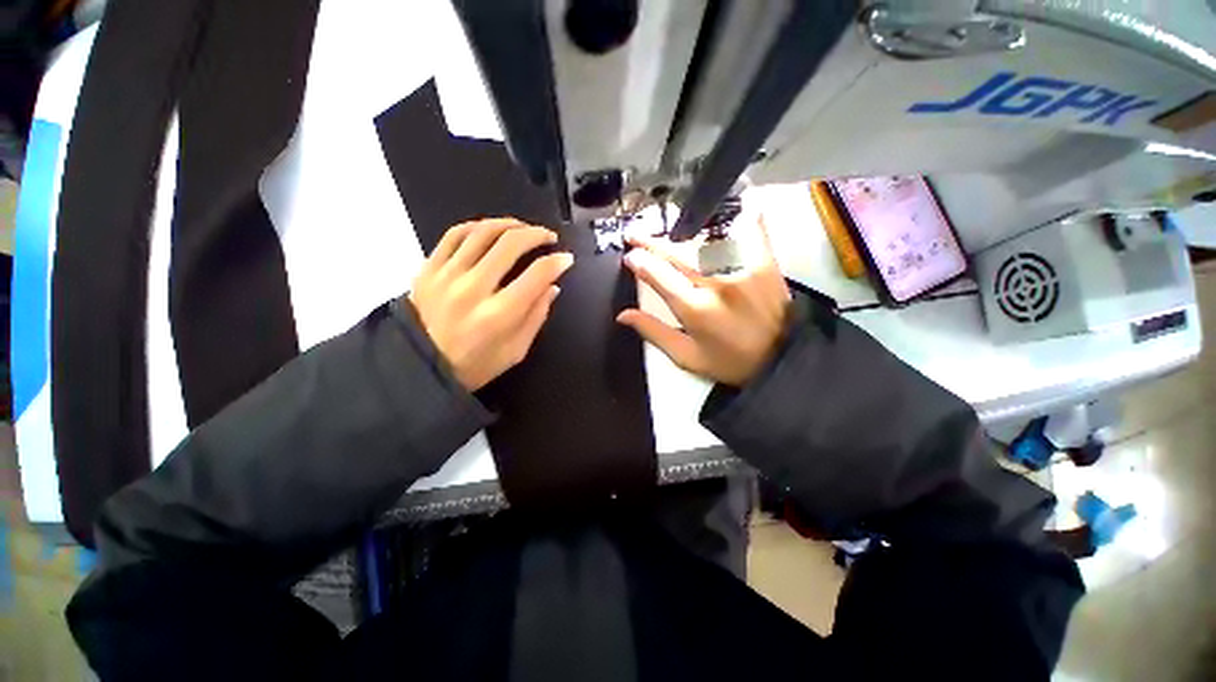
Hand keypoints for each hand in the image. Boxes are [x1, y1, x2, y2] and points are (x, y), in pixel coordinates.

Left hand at [409, 218, 573, 390]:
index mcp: (499, 314)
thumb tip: (552, 286)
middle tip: (549, 237)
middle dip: (537, 234)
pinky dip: (477, 226)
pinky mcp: (428, 269)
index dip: (557, 262)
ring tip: (523, 228)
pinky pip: (454, 234)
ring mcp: (447, 275)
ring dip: (510, 224)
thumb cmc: (475, 364)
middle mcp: (474, 288)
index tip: (566, 259)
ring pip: (483, 232)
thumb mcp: (516, 350)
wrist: (421, 366)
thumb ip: (536, 316)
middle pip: (511, 244)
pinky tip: (490, 230)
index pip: (537, 274)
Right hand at [617, 214, 789, 386]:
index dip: (639, 263)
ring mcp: (742, 266)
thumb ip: (653, 332)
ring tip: (667, 231)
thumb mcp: (687, 357)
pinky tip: (720, 209)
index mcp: (695, 309)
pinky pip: (745, 227)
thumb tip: (623, 315)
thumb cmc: (730, 361)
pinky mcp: (763, 259)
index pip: (658, 275)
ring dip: (681, 232)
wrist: (782, 358)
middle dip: (651, 242)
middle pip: (677, 253)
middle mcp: (717, 282)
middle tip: (635, 235)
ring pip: (704, 238)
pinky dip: (733, 215)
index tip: (629, 256)